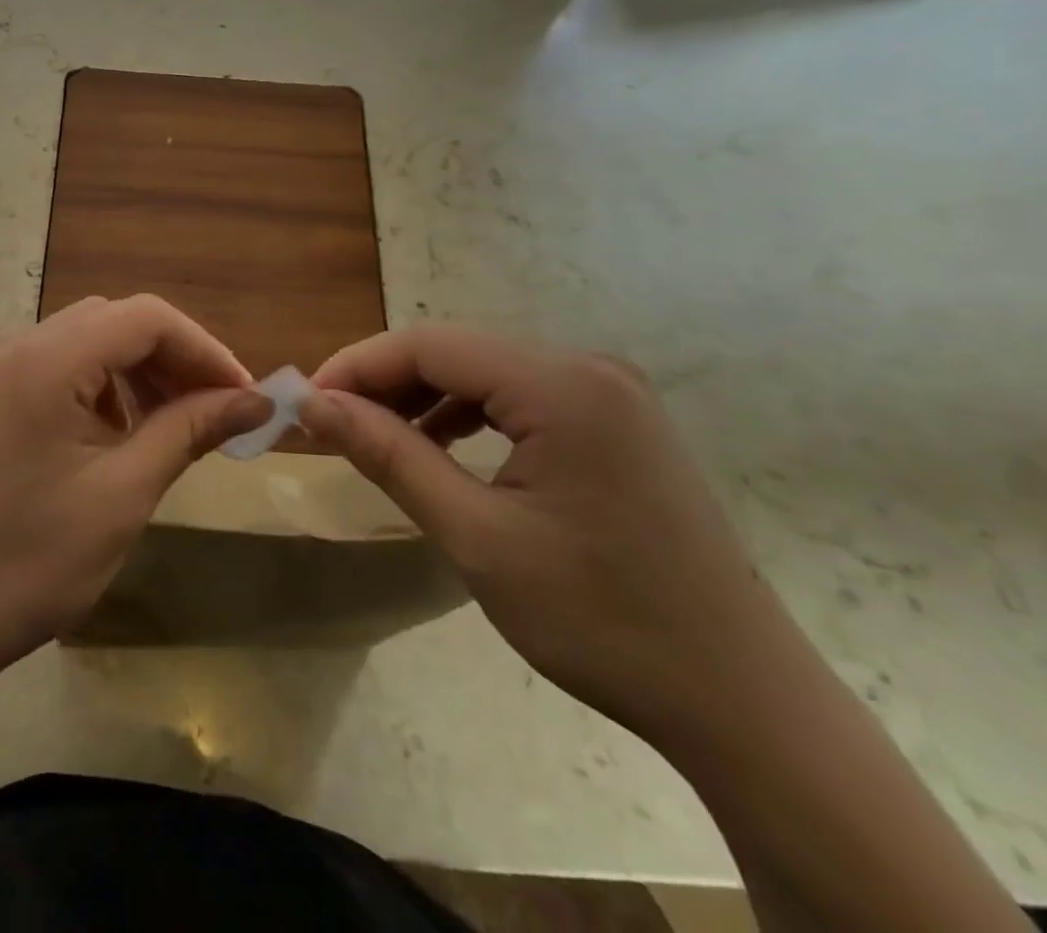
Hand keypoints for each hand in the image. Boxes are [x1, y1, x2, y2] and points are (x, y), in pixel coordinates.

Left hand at [0, 295, 268, 685]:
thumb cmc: (26, 566)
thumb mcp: (122, 496)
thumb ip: (188, 431)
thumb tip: (255, 402)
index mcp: (43, 360)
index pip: (146, 318)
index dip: (205, 350)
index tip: (245, 398)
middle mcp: (13, 344)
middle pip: (116, 321)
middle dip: (174, 360)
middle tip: (216, 414)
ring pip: (87, 340)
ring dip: (138, 372)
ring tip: (172, 426)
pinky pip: (56, 365)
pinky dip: (99, 386)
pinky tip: (115, 434)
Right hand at [301, 324, 796, 746]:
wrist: (742, 702)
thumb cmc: (601, 621)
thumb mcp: (476, 536)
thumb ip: (389, 455)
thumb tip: (313, 405)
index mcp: (561, 385)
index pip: (428, 344)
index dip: (356, 367)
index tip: (304, 406)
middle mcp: (588, 368)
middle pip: (455, 352)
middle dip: (384, 384)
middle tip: (329, 428)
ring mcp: (610, 393)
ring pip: (485, 372)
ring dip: (422, 398)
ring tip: (376, 440)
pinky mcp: (617, 422)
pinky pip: (519, 396)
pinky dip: (467, 414)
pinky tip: (441, 448)